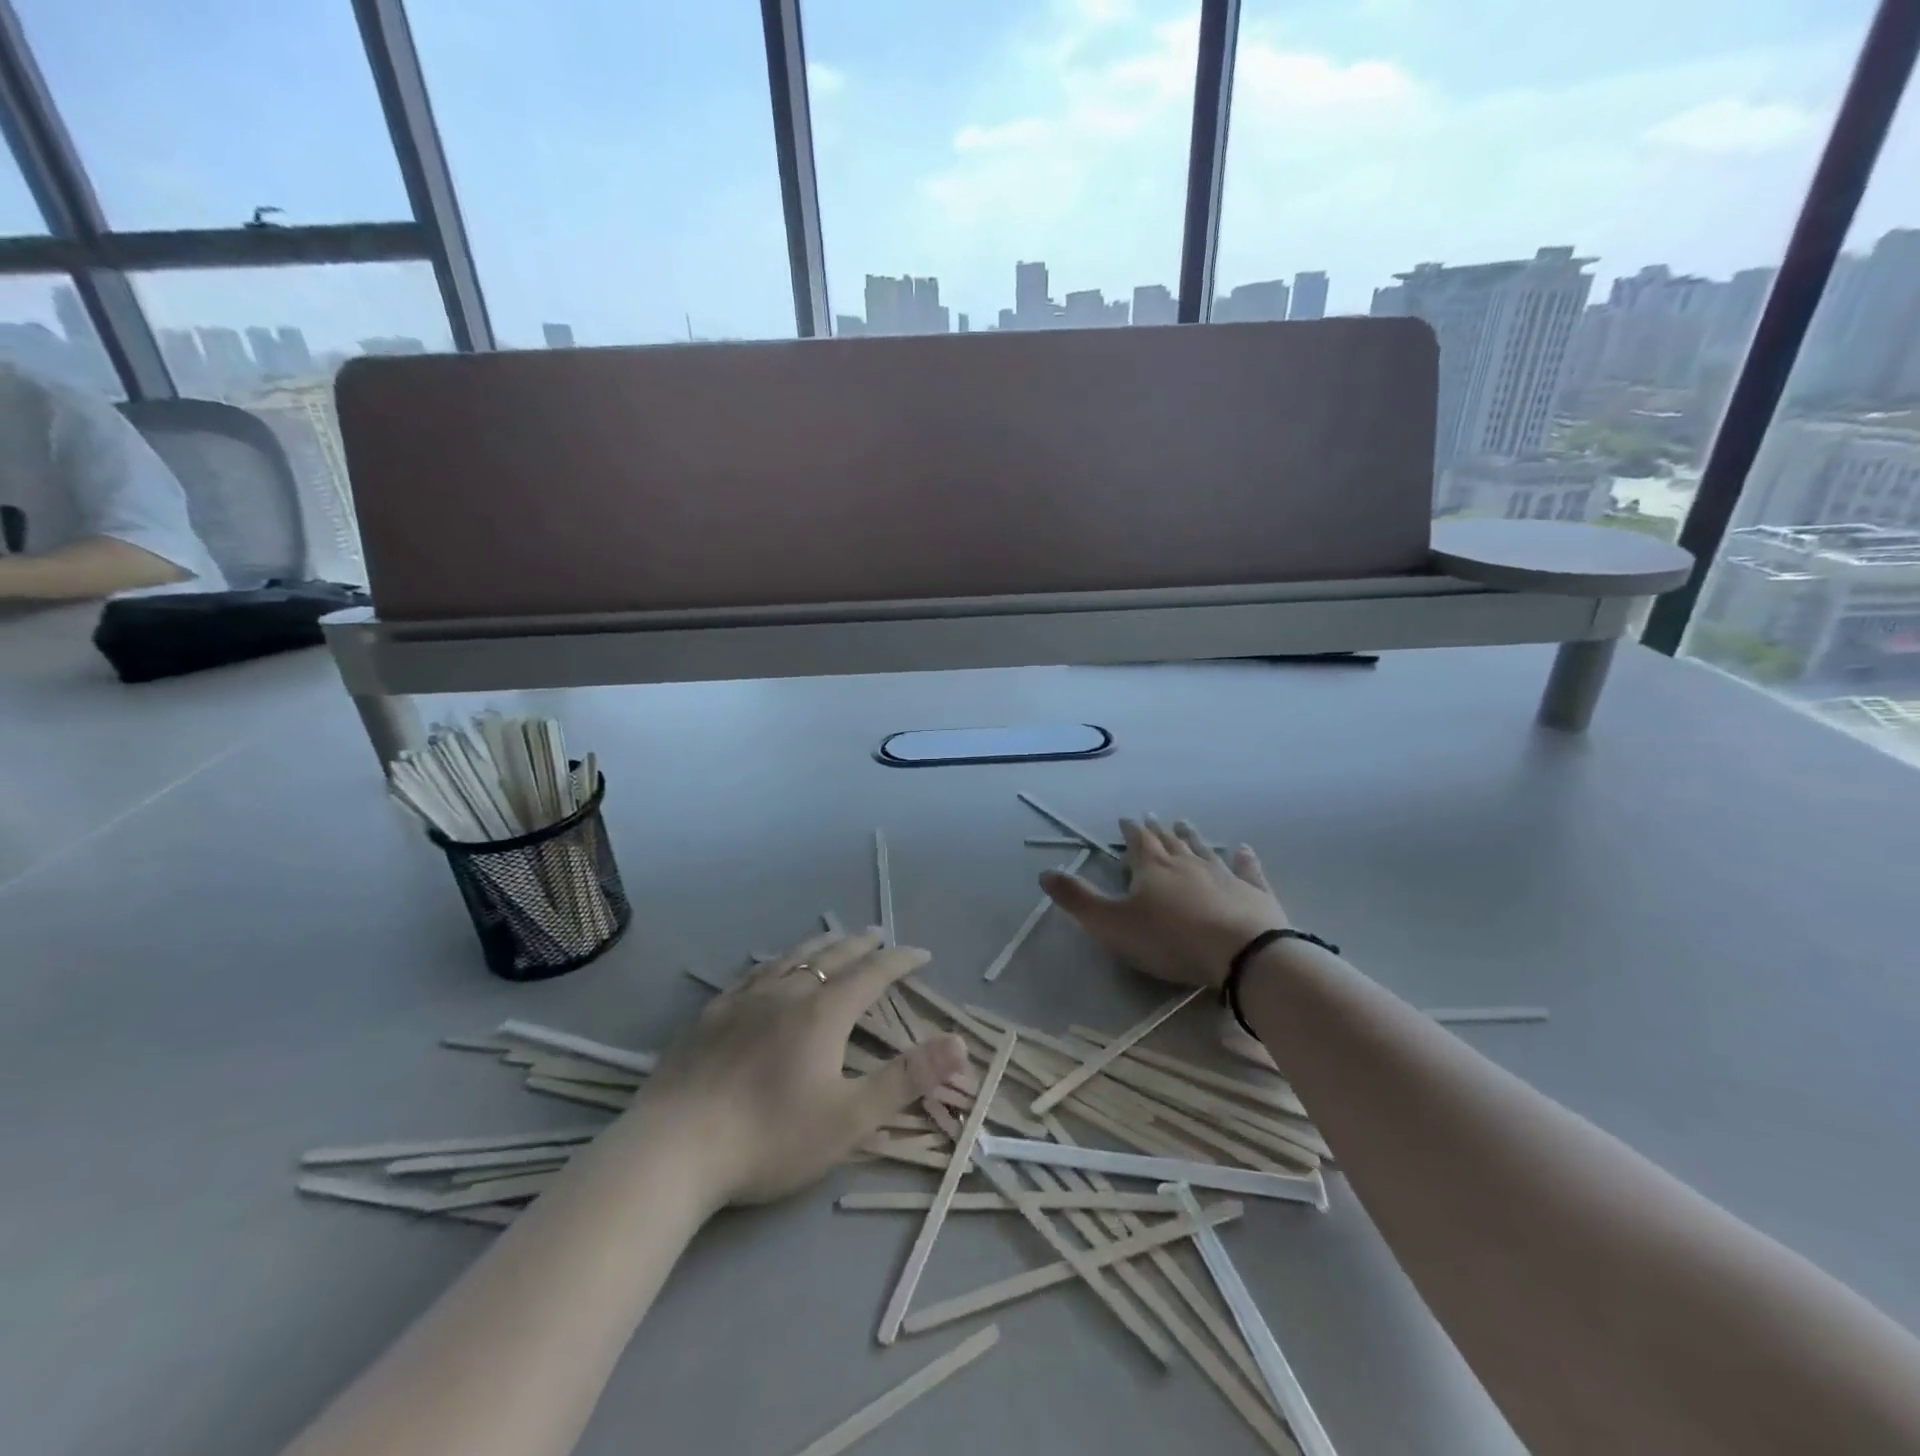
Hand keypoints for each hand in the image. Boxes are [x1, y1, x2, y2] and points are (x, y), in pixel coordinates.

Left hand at [635, 931, 968, 1205]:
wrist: (674, 1150)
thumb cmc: (770, 1137)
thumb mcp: (850, 1117)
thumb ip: (907, 1079)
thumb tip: (960, 1043)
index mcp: (824, 1012)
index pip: (874, 973)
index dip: (901, 961)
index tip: (922, 955)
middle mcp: (788, 991)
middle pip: (834, 955)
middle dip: (863, 944)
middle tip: (880, 936)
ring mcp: (745, 998)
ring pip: (792, 956)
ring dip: (822, 944)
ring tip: (835, 938)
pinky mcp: (712, 1013)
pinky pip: (754, 972)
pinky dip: (778, 961)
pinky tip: (771, 967)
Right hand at [1041, 817, 1286, 989]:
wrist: (1242, 953)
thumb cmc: (1170, 939)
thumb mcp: (1111, 924)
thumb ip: (1077, 899)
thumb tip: (1044, 871)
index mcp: (1152, 867)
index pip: (1137, 841)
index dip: (1128, 831)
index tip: (1123, 820)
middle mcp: (1187, 862)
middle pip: (1169, 841)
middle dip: (1158, 830)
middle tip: (1153, 818)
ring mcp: (1224, 874)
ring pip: (1203, 849)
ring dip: (1192, 836)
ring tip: (1184, 824)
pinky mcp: (1254, 892)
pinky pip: (1246, 869)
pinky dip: (1243, 858)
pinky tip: (1244, 849)